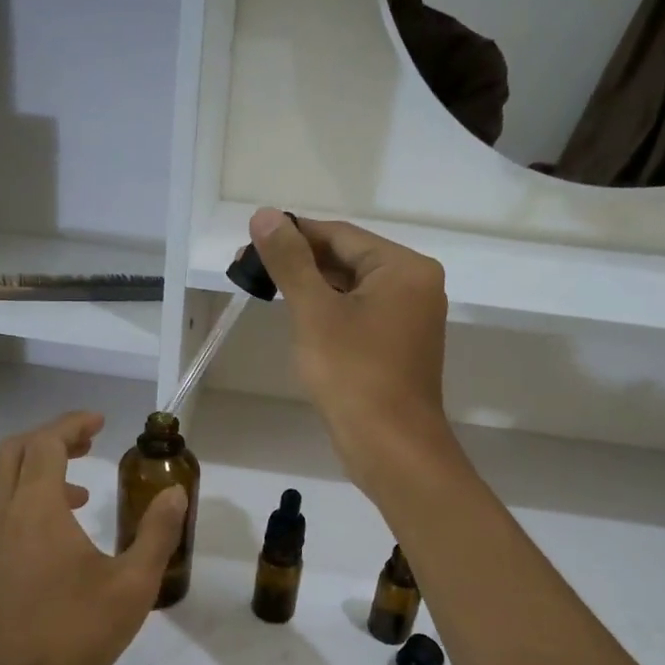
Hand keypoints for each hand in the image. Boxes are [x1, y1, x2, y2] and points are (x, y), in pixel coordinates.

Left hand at [0, 411, 187, 664]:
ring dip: (36, 474)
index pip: (46, 442)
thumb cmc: (72, 635)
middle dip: (51, 439)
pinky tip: (51, 543)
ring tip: (78, 496)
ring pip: (0, 484)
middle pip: (14, 452)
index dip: (72, 424)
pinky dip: (21, 504)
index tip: (100, 422)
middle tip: (88, 444)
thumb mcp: (132, 586)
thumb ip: (157, 533)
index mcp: (34, 509)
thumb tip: (175, 493)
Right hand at [246, 206, 456, 490]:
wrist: (391, 448)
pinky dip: (329, 313)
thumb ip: (290, 261)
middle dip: (299, 264)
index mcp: (404, 268)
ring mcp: (410, 318)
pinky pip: (359, 315)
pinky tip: (299, 320)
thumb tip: (265, 215)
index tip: (249, 243)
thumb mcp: (315, 313)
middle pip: (348, 259)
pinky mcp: (399, 346)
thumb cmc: (354, 375)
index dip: (293, 235)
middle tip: (249, 270)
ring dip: (311, 288)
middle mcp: (415, 285)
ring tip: (266, 292)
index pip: (340, 235)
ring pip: (352, 289)